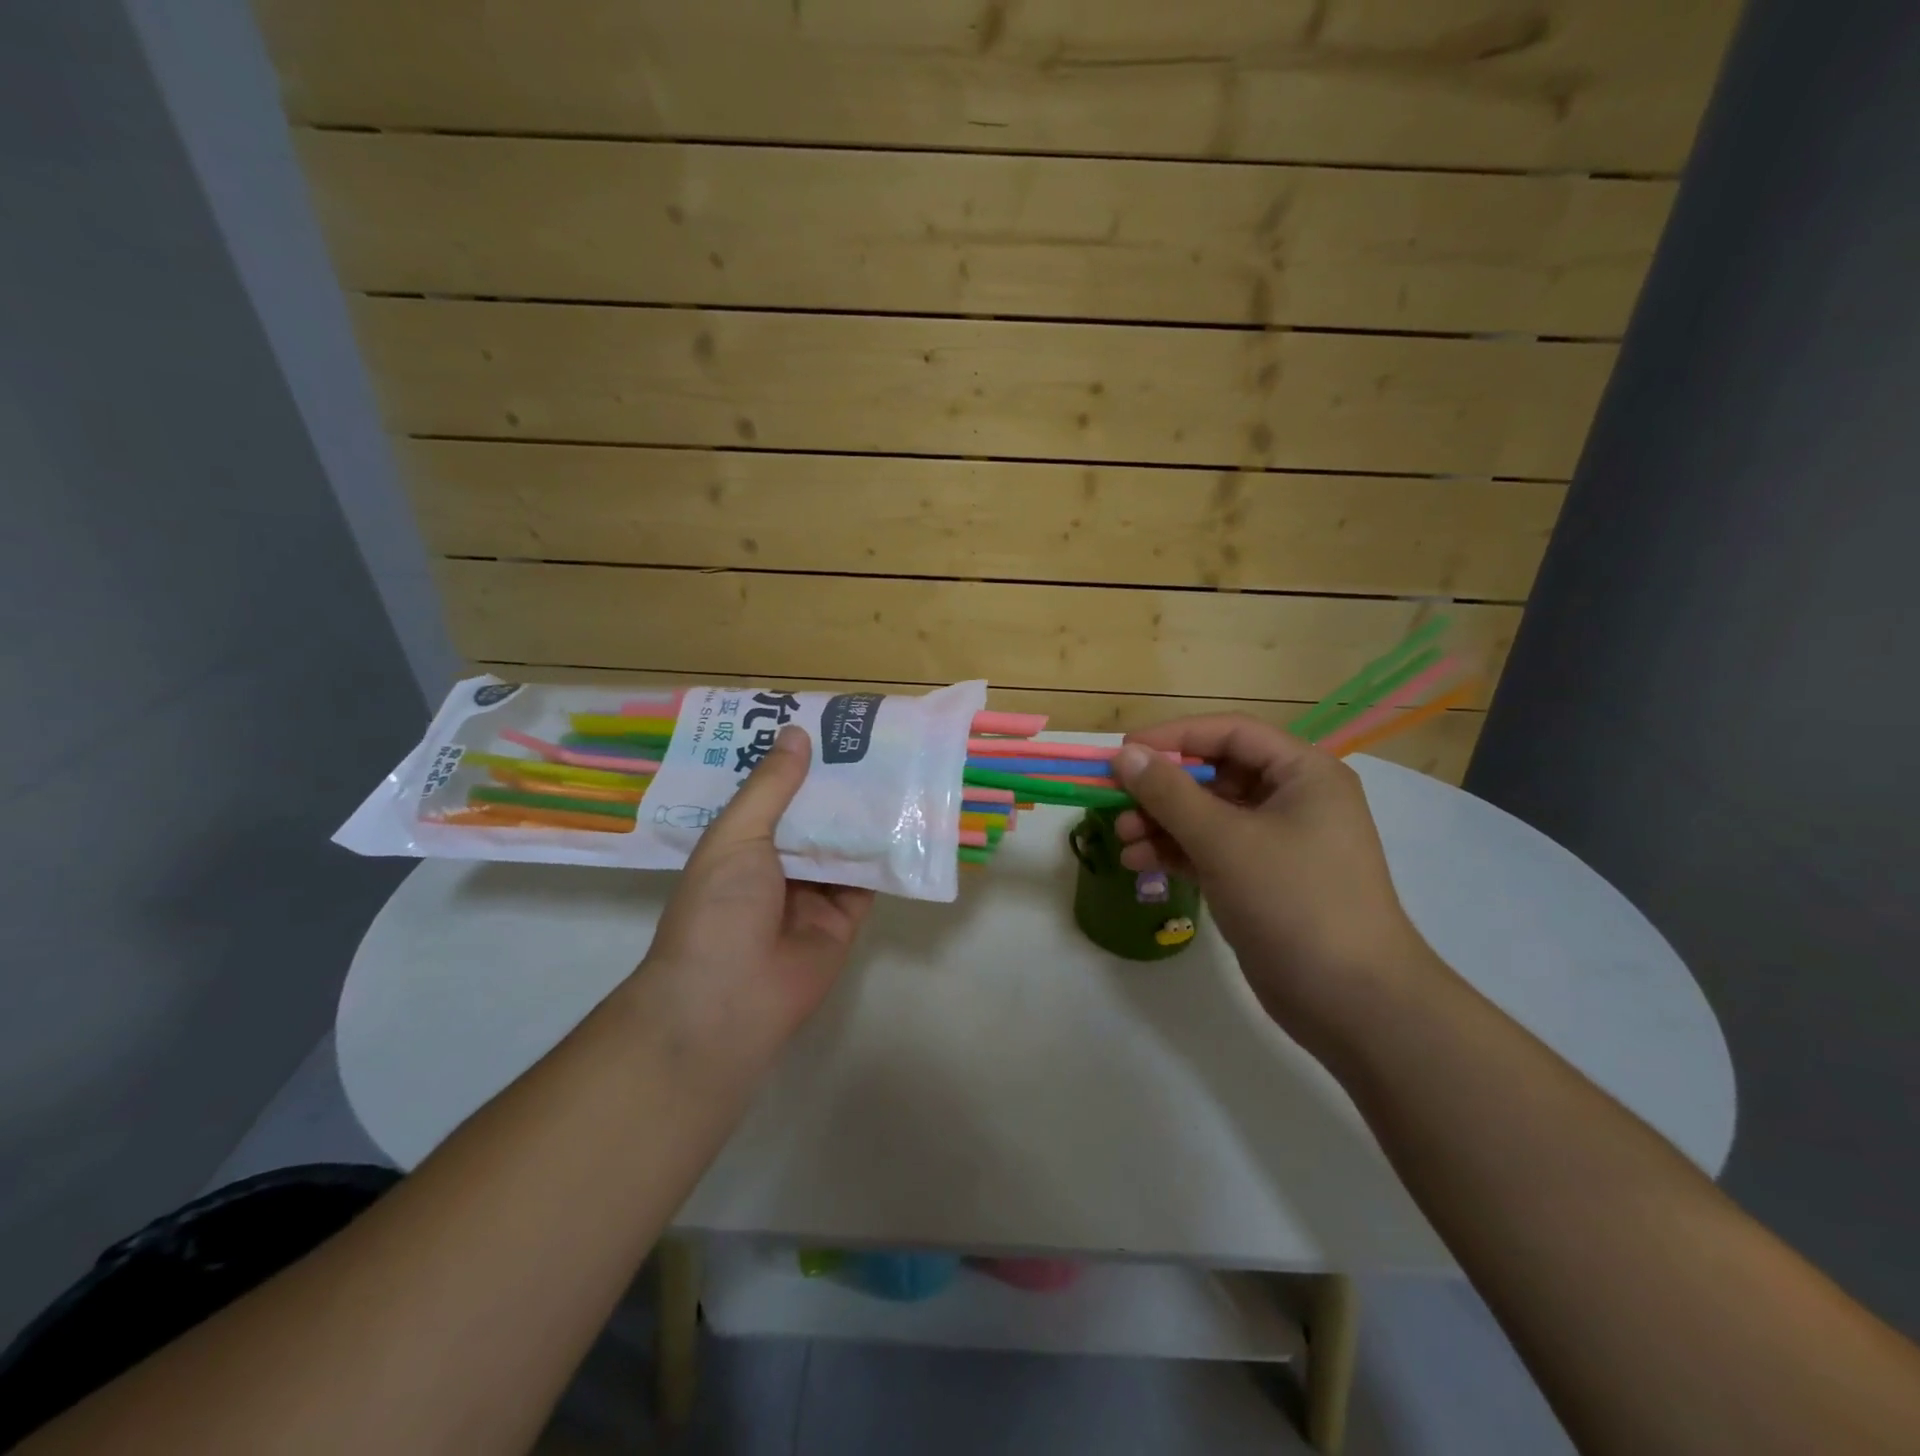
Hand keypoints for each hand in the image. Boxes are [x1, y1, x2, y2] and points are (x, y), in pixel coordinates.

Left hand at [637, 726, 874, 1062]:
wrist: (729, 1000)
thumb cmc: (719, 907)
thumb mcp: (736, 836)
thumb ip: (770, 788)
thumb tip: (798, 734)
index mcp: (741, 843)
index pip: (771, 793)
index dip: (795, 762)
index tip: (824, 725)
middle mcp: (776, 865)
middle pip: (813, 816)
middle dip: (837, 784)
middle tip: (871, 740)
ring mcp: (812, 893)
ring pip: (844, 844)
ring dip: (866, 815)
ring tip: (897, 768)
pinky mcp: (844, 919)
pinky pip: (869, 880)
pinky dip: (886, 855)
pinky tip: (909, 819)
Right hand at [1110, 716, 1440, 1045]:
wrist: (1352, 1001)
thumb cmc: (1294, 901)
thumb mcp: (1225, 840)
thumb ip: (1170, 794)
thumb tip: (1125, 754)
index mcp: (1303, 773)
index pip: (1230, 733)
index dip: (1174, 736)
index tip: (1124, 750)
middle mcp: (1292, 799)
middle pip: (1214, 775)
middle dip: (1162, 789)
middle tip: (1114, 800)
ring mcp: (1276, 842)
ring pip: (1207, 815)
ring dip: (1161, 823)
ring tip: (1122, 839)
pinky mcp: (1260, 880)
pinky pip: (1209, 850)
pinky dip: (1174, 852)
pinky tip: (1138, 863)